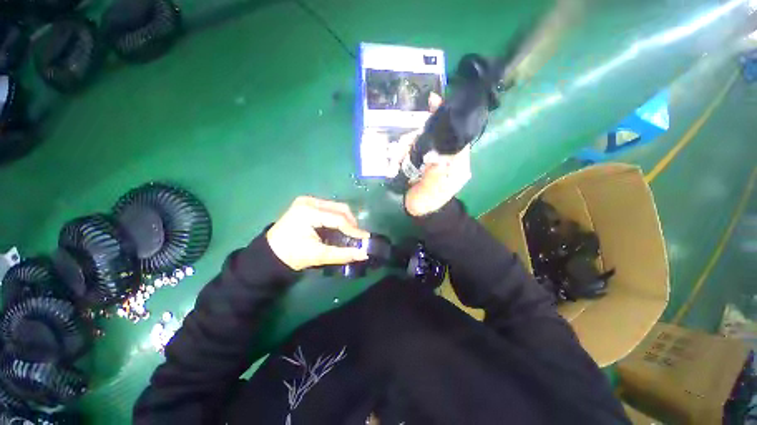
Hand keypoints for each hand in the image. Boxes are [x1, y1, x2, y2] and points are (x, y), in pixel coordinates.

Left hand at [266, 197, 369, 270]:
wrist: (270, 254)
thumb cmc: (292, 255)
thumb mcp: (318, 255)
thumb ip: (343, 253)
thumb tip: (364, 253)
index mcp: (309, 211)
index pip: (338, 218)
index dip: (354, 229)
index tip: (365, 239)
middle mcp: (309, 201)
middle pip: (339, 208)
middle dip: (351, 222)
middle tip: (357, 237)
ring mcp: (308, 201)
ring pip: (336, 207)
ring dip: (345, 220)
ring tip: (349, 234)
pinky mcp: (307, 204)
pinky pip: (329, 208)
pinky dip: (337, 218)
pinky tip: (339, 228)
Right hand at [396, 92, 471, 215]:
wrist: (422, 212)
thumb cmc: (430, 202)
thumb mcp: (434, 190)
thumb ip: (437, 173)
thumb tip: (435, 155)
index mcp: (457, 161)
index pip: (455, 134)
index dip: (445, 118)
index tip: (433, 102)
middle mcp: (447, 155)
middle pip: (434, 134)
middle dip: (416, 137)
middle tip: (402, 147)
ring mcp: (433, 157)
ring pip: (420, 140)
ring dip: (406, 147)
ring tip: (395, 162)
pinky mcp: (422, 160)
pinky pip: (412, 149)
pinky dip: (401, 153)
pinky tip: (394, 164)